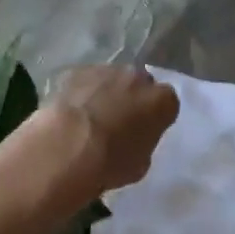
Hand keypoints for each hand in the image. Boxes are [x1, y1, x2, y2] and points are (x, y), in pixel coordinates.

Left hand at [43, 65, 179, 194]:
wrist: (68, 149)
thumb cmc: (111, 162)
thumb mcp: (141, 163)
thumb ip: (144, 141)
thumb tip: (134, 137)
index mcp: (162, 101)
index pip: (166, 103)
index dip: (155, 115)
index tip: (145, 128)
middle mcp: (138, 77)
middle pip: (140, 83)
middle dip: (132, 98)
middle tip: (119, 120)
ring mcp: (106, 70)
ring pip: (112, 78)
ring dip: (106, 92)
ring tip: (91, 116)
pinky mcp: (77, 71)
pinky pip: (85, 80)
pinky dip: (82, 91)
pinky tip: (71, 111)